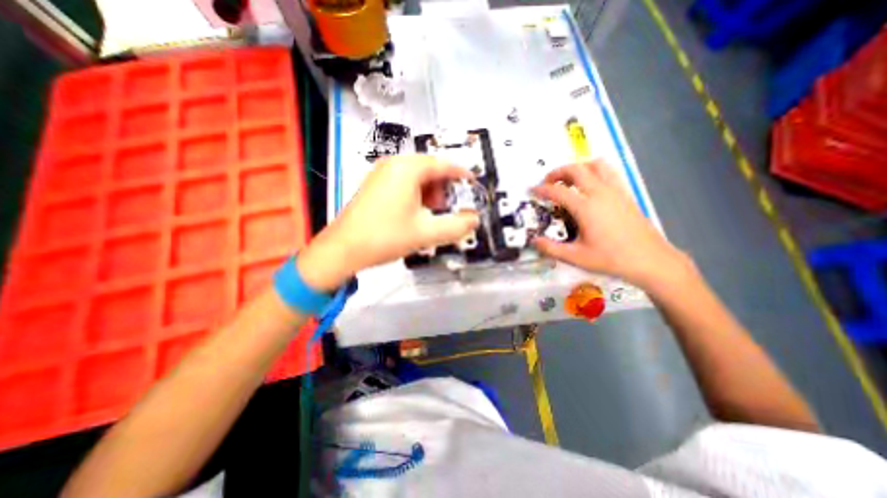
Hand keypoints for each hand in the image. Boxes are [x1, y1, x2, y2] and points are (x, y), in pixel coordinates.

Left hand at [296, 154, 477, 288]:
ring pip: (415, 176)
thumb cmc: (385, 237)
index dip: (460, 173)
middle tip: (448, 206)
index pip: (442, 164)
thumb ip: (456, 226)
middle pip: (428, 168)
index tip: (472, 182)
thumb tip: (474, 220)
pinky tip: (415, 212)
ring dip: (429, 191)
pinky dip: (415, 193)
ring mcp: (381, 174)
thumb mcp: (426, 233)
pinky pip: (403, 182)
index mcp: (407, 169)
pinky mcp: (374, 185)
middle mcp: (393, 165)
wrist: (344, 249)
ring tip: (431, 212)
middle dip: (443, 186)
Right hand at [529, 160, 688, 290]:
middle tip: (548, 182)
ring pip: (595, 165)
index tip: (533, 191)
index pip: (558, 191)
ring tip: (569, 180)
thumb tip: (534, 241)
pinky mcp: (625, 194)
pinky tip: (591, 186)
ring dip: (578, 167)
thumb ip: (551, 248)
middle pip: (576, 169)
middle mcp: (600, 193)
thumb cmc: (611, 258)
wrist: (651, 260)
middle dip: (558, 172)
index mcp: (586, 207)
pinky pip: (609, 172)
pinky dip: (595, 171)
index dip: (542, 190)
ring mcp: (615, 191)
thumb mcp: (576, 257)